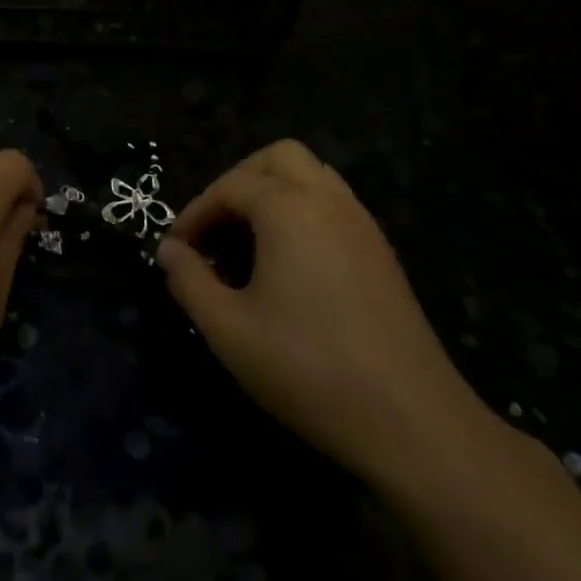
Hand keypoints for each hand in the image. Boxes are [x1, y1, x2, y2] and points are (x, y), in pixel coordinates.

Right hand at [158, 140, 492, 481]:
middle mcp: (329, 202)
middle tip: (215, 228)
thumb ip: (188, 281)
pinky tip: (288, 265)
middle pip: (278, 158)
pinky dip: (302, 213)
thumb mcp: (228, 329)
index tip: (177, 250)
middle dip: (238, 181)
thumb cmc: (308, 368)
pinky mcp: (382, 254)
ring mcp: (363, 226)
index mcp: (289, 209)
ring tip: (248, 243)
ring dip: (273, 193)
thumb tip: (168, 251)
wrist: (412, 422)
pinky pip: (334, 205)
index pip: (230, 186)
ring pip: (313, 176)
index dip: (195, 212)